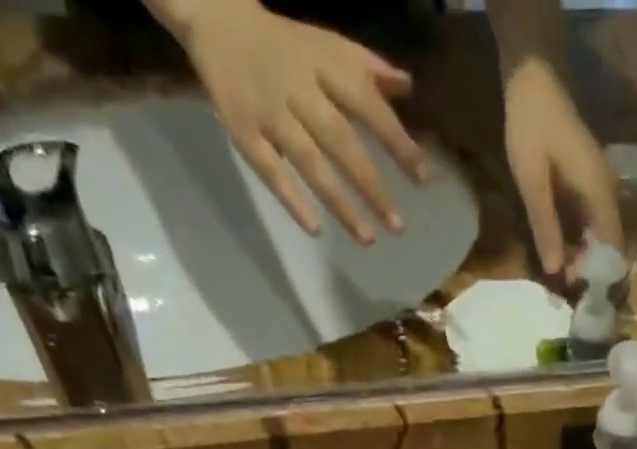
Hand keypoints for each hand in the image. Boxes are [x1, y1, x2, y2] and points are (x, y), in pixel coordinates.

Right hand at [164, 0, 426, 244]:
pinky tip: (315, 228)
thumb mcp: (329, 46)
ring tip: (368, 238)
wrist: (214, 16)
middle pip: (340, 140)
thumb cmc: (286, 44)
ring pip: (308, 162)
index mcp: (323, 65)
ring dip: (339, 202)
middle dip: (371, 185)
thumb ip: (369, 69)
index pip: (367, 105)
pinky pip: (268, 169)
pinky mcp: (242, 131)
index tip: (422, 179)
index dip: (396, 141)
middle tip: (398, 226)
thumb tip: (409, 87)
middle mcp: (298, 89)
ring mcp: (268, 112)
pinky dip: (291, 198)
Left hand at [503, 58, 622, 275]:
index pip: (612, 244)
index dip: (599, 271)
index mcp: (598, 192)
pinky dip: (578, 237)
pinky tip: (560, 247)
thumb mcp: (533, 183)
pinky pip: (589, 218)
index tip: (579, 290)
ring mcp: (598, 185)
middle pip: (608, 241)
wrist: (532, 80)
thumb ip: (545, 226)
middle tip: (565, 283)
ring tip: (561, 270)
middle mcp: (605, 191)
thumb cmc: (532, 128)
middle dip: (590, 266)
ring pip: (599, 232)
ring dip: (583, 253)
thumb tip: (554, 270)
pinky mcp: (587, 181)